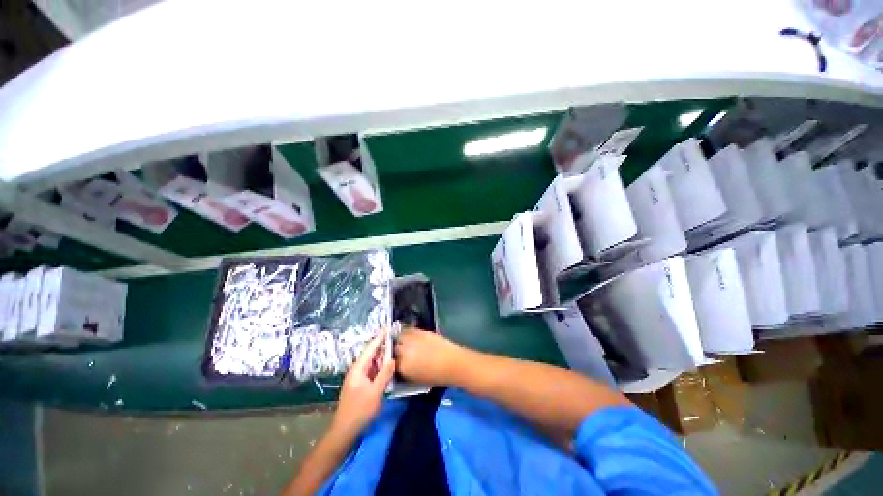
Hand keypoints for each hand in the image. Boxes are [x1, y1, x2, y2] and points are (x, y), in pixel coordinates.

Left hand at [332, 330, 394, 437]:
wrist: (345, 431)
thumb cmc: (360, 411)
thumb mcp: (375, 392)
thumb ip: (384, 374)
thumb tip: (392, 358)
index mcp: (358, 369)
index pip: (371, 348)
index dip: (380, 337)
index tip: (388, 327)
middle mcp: (357, 370)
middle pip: (372, 354)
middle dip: (383, 348)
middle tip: (397, 343)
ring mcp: (358, 378)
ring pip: (372, 363)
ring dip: (383, 359)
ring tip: (395, 354)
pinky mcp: (360, 385)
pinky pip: (372, 371)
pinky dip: (380, 369)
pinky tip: (388, 370)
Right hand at [395, 329, 465, 386]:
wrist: (452, 363)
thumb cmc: (436, 376)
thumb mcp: (415, 379)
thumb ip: (404, 371)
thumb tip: (399, 366)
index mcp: (403, 365)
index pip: (389, 361)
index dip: (390, 362)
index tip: (391, 362)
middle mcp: (405, 350)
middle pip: (393, 347)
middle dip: (393, 349)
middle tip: (396, 352)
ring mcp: (413, 339)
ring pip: (399, 336)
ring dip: (399, 339)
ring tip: (402, 342)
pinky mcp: (421, 331)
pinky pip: (409, 330)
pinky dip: (407, 332)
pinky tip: (410, 337)